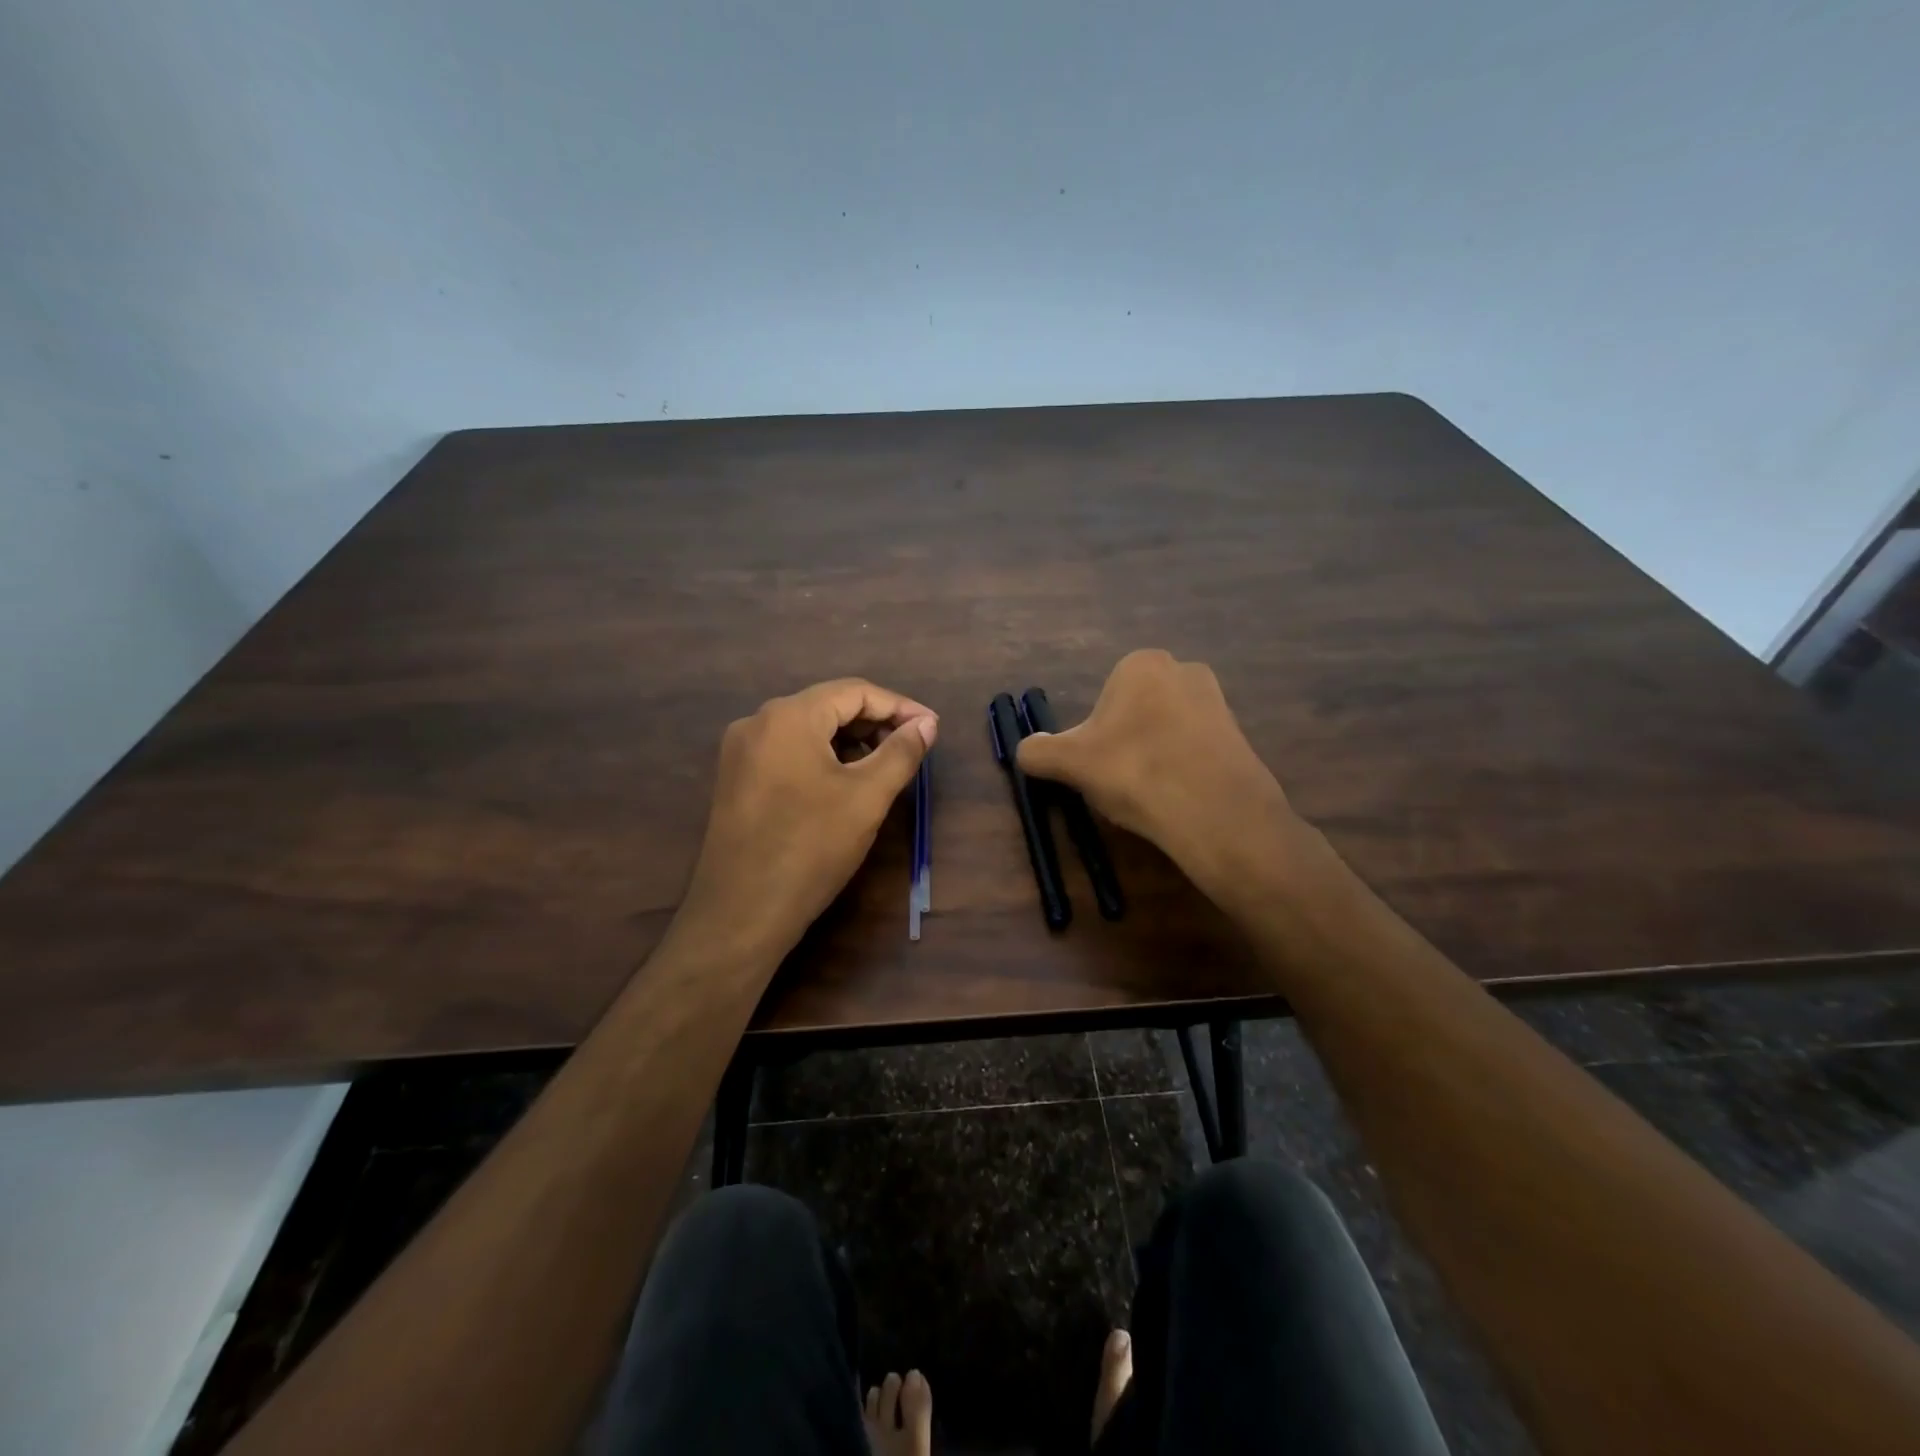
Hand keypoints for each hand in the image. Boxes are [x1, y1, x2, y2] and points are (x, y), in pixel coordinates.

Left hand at [678, 679, 937, 960]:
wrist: (741, 913)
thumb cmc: (810, 848)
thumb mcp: (867, 797)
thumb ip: (901, 752)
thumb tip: (927, 723)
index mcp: (788, 716)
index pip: (854, 691)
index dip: (900, 706)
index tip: (932, 729)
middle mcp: (758, 722)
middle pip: (828, 706)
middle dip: (875, 723)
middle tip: (912, 747)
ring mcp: (741, 751)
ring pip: (808, 730)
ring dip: (850, 741)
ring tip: (884, 766)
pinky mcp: (736, 779)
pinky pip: (788, 751)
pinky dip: (822, 757)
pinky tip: (844, 782)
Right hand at [1016, 650, 1291, 892]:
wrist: (1214, 810)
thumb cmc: (1134, 770)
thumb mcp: (1069, 762)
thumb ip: (1038, 751)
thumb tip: (1026, 751)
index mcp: (1140, 663)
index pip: (1103, 702)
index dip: (1094, 738)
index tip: (1097, 767)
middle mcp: (1183, 669)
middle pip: (1135, 714)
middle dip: (1125, 744)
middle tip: (1121, 782)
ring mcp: (1217, 701)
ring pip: (1165, 732)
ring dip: (1153, 757)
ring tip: (1151, 794)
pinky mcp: (1240, 735)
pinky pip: (1194, 751)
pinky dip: (1182, 770)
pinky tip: (1178, 798)